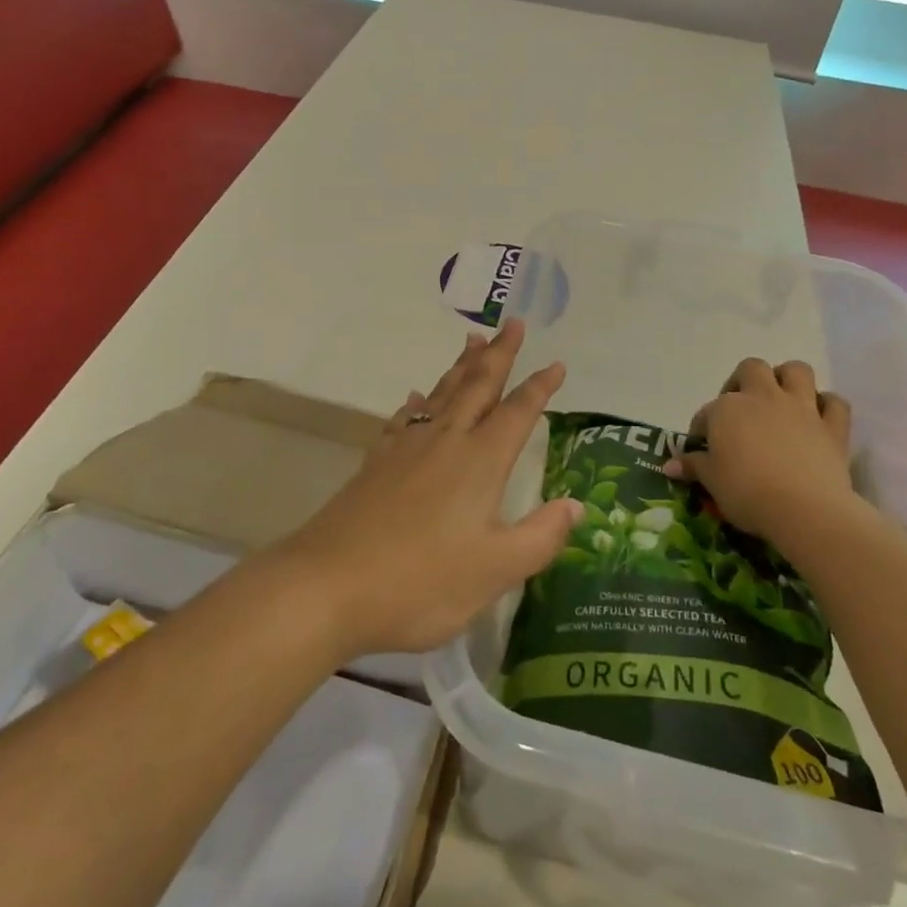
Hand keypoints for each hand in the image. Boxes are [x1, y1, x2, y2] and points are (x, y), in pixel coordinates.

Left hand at [276, 320, 580, 657]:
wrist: (330, 583)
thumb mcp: (495, 570)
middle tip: (514, 323)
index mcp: (480, 461)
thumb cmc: (421, 581)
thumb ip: (541, 536)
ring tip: (473, 341)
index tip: (557, 363)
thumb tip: (576, 504)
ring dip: (461, 366)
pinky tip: (415, 396)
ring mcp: (406, 448)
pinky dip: (416, 401)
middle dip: (499, 354)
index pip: (518, 412)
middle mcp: (445, 441)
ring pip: (441, 393)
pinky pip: (404, 417)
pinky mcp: (376, 461)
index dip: (540, 388)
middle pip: (477, 386)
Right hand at [662, 358, 857, 558]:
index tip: (701, 449)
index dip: (702, 429)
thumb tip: (670, 465)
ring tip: (780, 399)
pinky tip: (818, 418)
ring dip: (788, 379)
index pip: (706, 412)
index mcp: (727, 409)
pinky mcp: (832, 426)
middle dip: (744, 381)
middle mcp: (763, 397)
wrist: (804, 509)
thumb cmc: (746, 492)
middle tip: (740, 408)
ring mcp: (801, 408)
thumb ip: (693, 467)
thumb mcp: (711, 482)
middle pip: (752, 369)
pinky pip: (835, 403)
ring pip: (796, 370)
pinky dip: (827, 406)